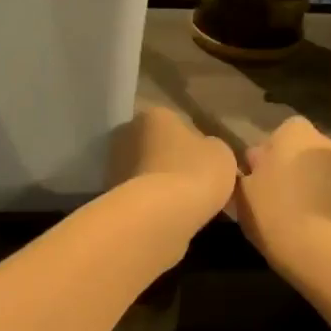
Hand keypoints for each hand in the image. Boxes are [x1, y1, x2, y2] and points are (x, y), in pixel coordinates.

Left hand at [112, 105, 238, 227]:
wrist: (161, 214)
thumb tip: (202, 153)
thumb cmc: (196, 172)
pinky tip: (167, 214)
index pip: (177, 125)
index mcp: (155, 115)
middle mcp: (128, 132)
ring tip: (182, 203)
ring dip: (159, 182)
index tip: (205, 164)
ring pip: (146, 170)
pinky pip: (139, 194)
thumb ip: (210, 147)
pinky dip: (150, 202)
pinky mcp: (110, 194)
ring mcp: (114, 163)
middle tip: (194, 183)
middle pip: (157, 146)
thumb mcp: (221, 153)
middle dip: (171, 161)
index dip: (194, 144)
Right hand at [235, 115, 330, 272]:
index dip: (273, 151)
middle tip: (279, 197)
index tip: (262, 174)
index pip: (285, 130)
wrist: (321, 251)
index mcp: (297, 135)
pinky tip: (321, 231)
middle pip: (309, 152)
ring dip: (318, 188)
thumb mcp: (243, 191)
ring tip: (301, 218)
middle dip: (297, 168)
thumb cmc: (273, 213)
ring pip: (330, 175)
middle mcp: (330, 145)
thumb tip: (257, 162)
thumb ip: (250, 170)